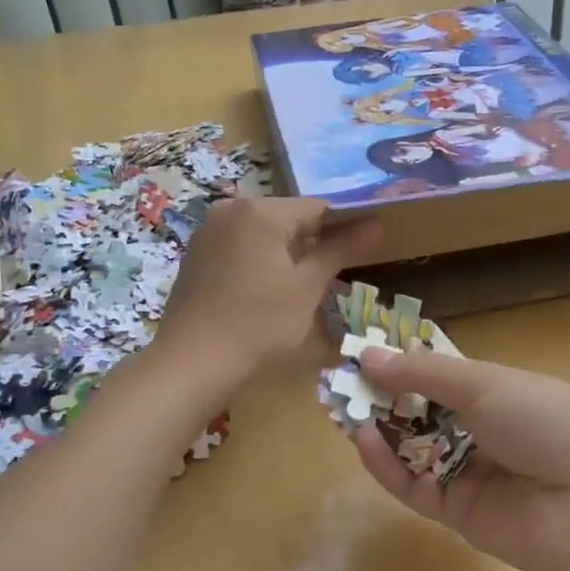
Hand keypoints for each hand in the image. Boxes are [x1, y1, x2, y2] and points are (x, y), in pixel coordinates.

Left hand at [156, 198, 378, 390]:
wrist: (193, 363)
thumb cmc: (260, 325)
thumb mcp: (307, 288)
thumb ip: (340, 250)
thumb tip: (376, 225)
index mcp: (262, 211)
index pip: (319, 207)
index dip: (348, 225)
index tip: (369, 245)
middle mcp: (232, 209)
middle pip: (290, 216)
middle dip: (317, 237)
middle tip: (342, 267)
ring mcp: (209, 230)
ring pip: (264, 231)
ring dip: (289, 249)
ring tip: (309, 280)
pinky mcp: (197, 254)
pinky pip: (241, 244)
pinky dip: (262, 257)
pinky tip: (271, 286)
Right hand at [350, 345, 569, 570]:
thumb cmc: (546, 420)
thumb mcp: (485, 384)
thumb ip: (423, 373)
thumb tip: (367, 354)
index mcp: (494, 391)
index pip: (437, 375)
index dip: (401, 364)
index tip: (361, 353)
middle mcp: (478, 429)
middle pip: (419, 412)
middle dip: (383, 397)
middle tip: (340, 383)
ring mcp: (467, 471)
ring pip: (410, 449)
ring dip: (378, 429)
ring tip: (344, 408)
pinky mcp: (456, 511)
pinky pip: (412, 486)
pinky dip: (386, 464)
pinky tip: (362, 439)